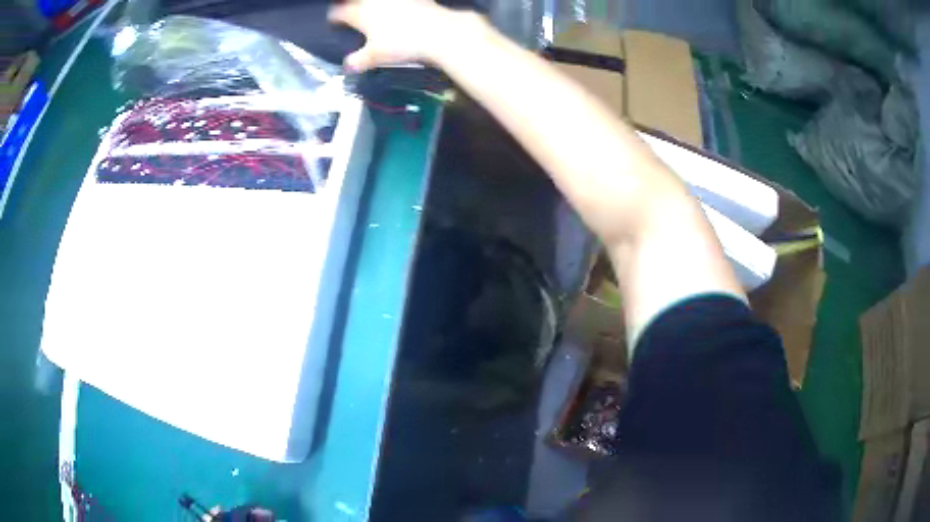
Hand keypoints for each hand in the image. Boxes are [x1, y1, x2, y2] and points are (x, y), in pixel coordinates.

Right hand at [328, 0, 472, 71]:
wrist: (437, 30)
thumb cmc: (402, 43)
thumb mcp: (376, 56)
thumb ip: (359, 61)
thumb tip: (348, 66)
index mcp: (360, 13)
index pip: (338, 12)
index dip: (334, 17)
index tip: (335, 20)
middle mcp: (373, 0)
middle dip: (350, 4)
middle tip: (350, 8)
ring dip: (370, 3)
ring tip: (371, 6)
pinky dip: (396, 3)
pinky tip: (399, 6)